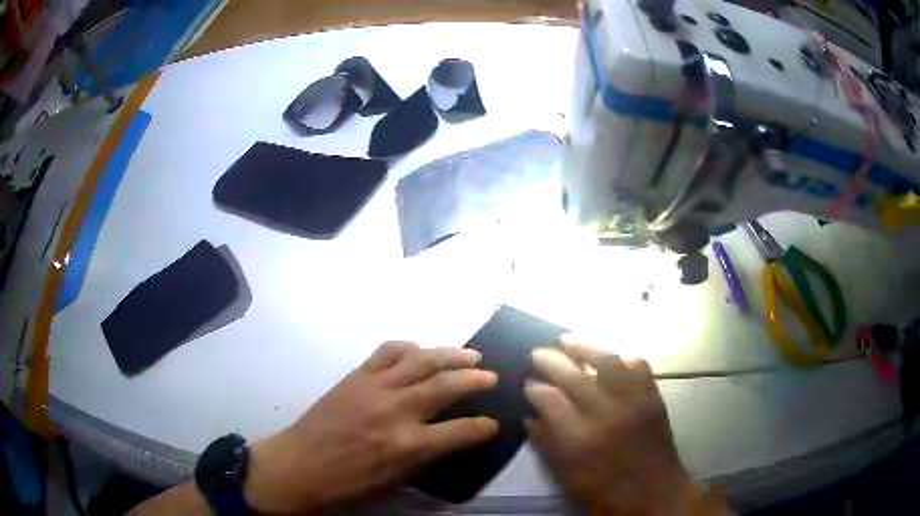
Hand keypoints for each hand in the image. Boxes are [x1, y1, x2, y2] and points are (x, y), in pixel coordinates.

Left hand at [244, 342, 498, 513]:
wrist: (298, 467)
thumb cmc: (347, 485)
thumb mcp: (395, 481)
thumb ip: (427, 456)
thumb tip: (453, 437)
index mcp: (408, 445)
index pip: (462, 431)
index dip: (484, 426)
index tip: (494, 423)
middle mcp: (396, 410)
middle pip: (447, 384)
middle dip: (477, 379)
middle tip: (491, 376)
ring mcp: (374, 387)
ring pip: (421, 359)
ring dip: (450, 354)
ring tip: (468, 354)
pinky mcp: (356, 376)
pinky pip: (387, 351)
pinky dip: (409, 347)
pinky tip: (419, 351)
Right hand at [525, 338, 727, 515]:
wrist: (653, 493)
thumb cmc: (604, 490)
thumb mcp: (566, 475)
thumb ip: (546, 443)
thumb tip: (529, 414)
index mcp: (580, 440)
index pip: (550, 400)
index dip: (534, 388)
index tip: (526, 382)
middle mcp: (606, 415)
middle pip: (574, 377)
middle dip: (551, 360)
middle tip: (538, 353)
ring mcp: (633, 402)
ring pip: (608, 361)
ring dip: (584, 346)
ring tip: (567, 339)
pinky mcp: (653, 397)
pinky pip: (639, 365)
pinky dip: (622, 359)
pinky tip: (610, 360)